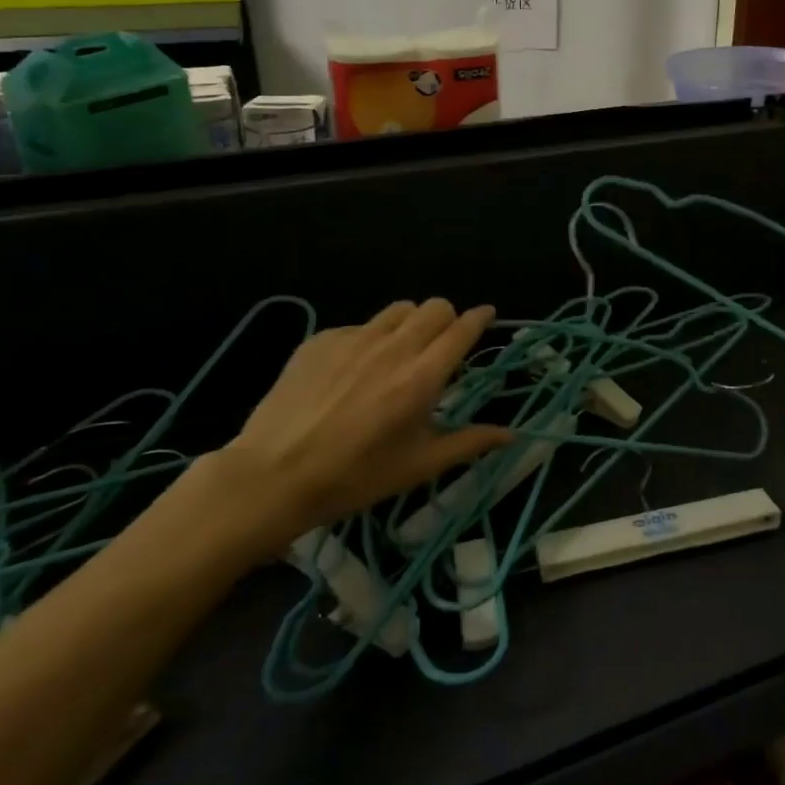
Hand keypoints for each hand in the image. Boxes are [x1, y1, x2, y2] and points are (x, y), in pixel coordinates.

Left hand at [181, 299, 511, 566]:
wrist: (272, 476)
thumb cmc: (354, 477)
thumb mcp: (418, 466)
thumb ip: (469, 442)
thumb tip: (511, 433)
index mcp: (421, 378)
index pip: (462, 329)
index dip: (480, 318)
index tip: (486, 316)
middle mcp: (392, 348)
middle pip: (435, 307)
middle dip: (447, 319)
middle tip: (442, 345)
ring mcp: (353, 339)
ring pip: (398, 309)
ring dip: (411, 323)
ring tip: (401, 351)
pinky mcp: (321, 340)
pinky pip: (360, 325)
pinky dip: (371, 338)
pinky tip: (355, 370)